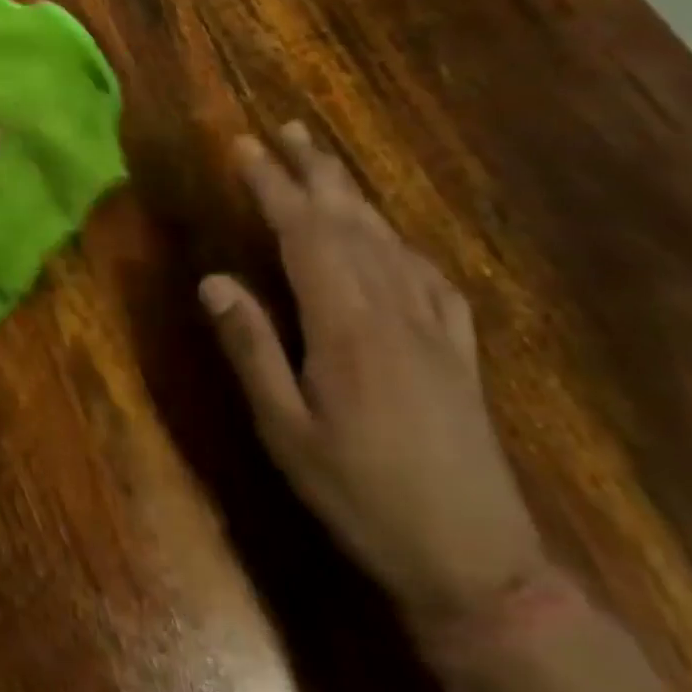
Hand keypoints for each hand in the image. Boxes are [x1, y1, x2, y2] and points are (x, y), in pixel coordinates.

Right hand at [200, 122, 548, 619]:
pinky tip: (394, 240)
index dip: (271, 185)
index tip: (242, 145)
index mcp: (348, 324)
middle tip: (286, 128)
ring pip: (389, 241)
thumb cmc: (361, 494)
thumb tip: (214, 279)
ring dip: (353, 195)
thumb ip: (252, 347)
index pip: (304, 234)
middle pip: (351, 222)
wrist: (478, 564)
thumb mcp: (286, 428)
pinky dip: (403, 244)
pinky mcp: (458, 353)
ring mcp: (434, 329)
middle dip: (316, 170)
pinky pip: (430, 278)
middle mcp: (394, 310)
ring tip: (324, 162)